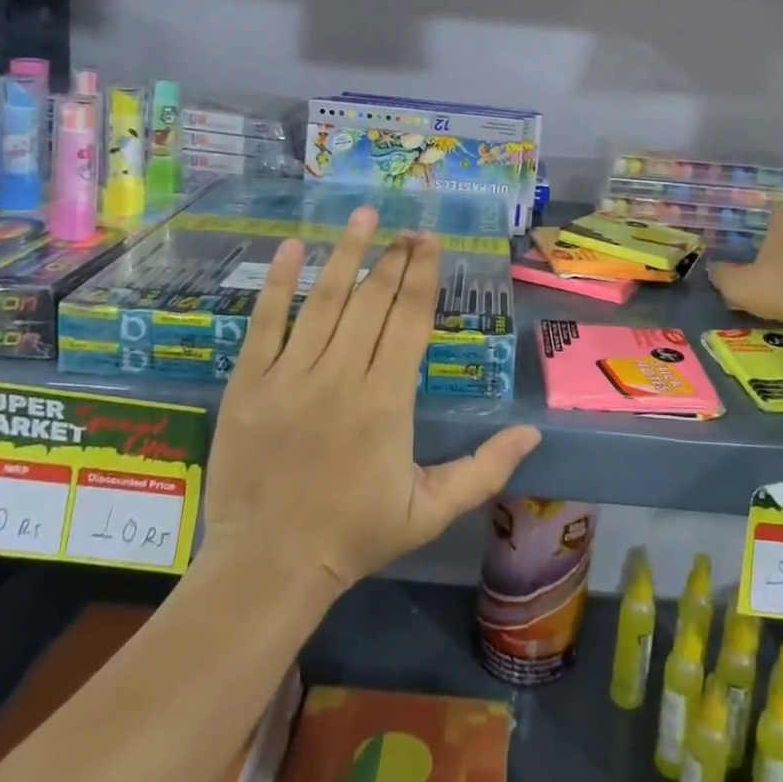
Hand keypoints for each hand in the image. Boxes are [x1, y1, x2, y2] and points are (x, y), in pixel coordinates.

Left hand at [201, 206, 540, 593]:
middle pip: (373, 300)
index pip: (409, 319)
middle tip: (407, 226)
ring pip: (324, 301)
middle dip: (394, 257)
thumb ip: (485, 468)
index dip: (423, 274)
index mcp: (387, 400)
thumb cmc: (355, 535)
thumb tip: (533, 433)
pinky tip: (292, 247)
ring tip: (364, 215)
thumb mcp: (431, 509)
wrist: (268, 567)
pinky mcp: (249, 384)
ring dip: (346, 253)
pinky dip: (279, 284)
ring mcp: (291, 376)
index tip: (430, 240)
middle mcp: (342, 376)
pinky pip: (265, 323)